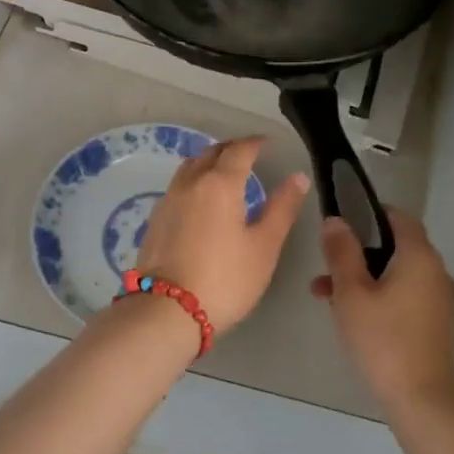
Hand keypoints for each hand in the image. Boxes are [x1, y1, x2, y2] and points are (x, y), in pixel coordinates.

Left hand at [136, 137, 309, 336]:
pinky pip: (178, 186)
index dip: (255, 143)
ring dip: (209, 162)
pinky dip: (194, 181)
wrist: (167, 310)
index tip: (267, 143)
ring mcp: (168, 200)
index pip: (239, 150)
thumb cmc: (225, 279)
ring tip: (224, 172)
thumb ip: (282, 208)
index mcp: (219, 184)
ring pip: (190, 167)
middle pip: (210, 153)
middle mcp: (190, 183)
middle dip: (231, 149)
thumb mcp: (264, 247)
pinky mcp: (155, 219)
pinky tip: (201, 200)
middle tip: (248, 154)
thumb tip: (298, 177)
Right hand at [311, 208, 453, 412]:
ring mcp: (439, 298)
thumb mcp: (351, 293)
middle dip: (358, 253)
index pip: (399, 217)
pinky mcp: (436, 322)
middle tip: (326, 267)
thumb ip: (342, 252)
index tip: (343, 222)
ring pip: (397, 274)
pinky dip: (381, 296)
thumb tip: (336, 221)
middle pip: (395, 247)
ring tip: (326, 296)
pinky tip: (353, 316)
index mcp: (419, 256)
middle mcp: (435, 271)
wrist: (422, 399)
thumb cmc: (383, 339)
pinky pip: (406, 295)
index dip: (371, 213)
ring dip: (364, 277)